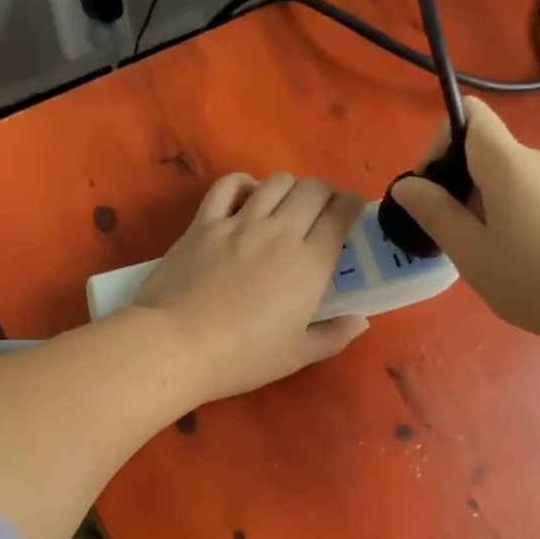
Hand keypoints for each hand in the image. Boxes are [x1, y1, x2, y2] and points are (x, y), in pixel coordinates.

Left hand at [132, 172, 368, 402]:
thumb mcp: (296, 356)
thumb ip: (333, 336)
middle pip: (312, 190)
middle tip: (321, 211)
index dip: (351, 207)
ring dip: (289, 187)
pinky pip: (228, 185)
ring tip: (286, 205)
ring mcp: (239, 223)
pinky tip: (247, 196)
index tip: (350, 214)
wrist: (178, 344)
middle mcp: (280, 232)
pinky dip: (244, 184)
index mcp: (310, 263)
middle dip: (324, 193)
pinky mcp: (204, 223)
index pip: (341, 215)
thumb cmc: (243, 357)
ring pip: (275, 182)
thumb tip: (361, 322)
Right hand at [389, 97, 539, 350]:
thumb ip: (435, 213)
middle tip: (451, 238)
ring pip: (509, 178)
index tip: (430, 191)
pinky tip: (518, 258)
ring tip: (485, 256)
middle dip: (458, 186)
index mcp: (510, 162)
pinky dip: (512, 215)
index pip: (470, 115)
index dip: (440, 143)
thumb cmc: (535, 280)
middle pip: (486, 152)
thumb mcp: (471, 252)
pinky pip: (533, 194)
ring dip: (484, 206)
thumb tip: (405, 185)